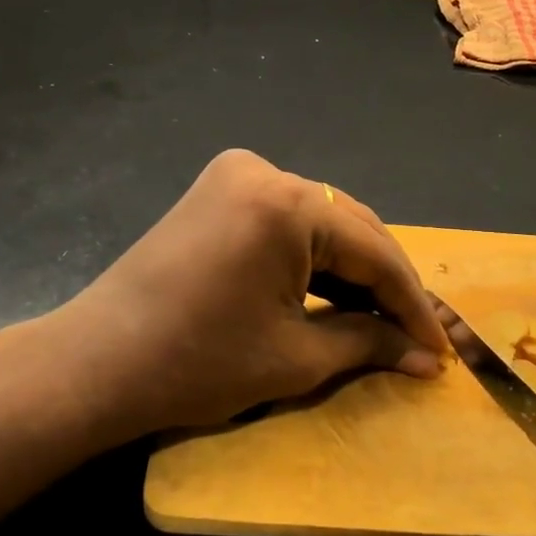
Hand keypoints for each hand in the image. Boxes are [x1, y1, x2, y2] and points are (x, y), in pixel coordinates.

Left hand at [56, 150, 450, 435]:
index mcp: (287, 203)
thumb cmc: (197, 365)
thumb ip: (368, 344)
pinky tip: (334, 293)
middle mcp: (264, 171)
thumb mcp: (295, 358)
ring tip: (382, 320)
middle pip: (350, 227)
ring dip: (352, 269)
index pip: (374, 250)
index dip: (411, 304)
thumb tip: (424, 357)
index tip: (438, 350)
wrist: (97, 363)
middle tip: (414, 337)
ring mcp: (234, 176)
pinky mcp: (215, 192)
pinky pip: (285, 221)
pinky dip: (312, 257)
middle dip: (385, 284)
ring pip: (320, 222)